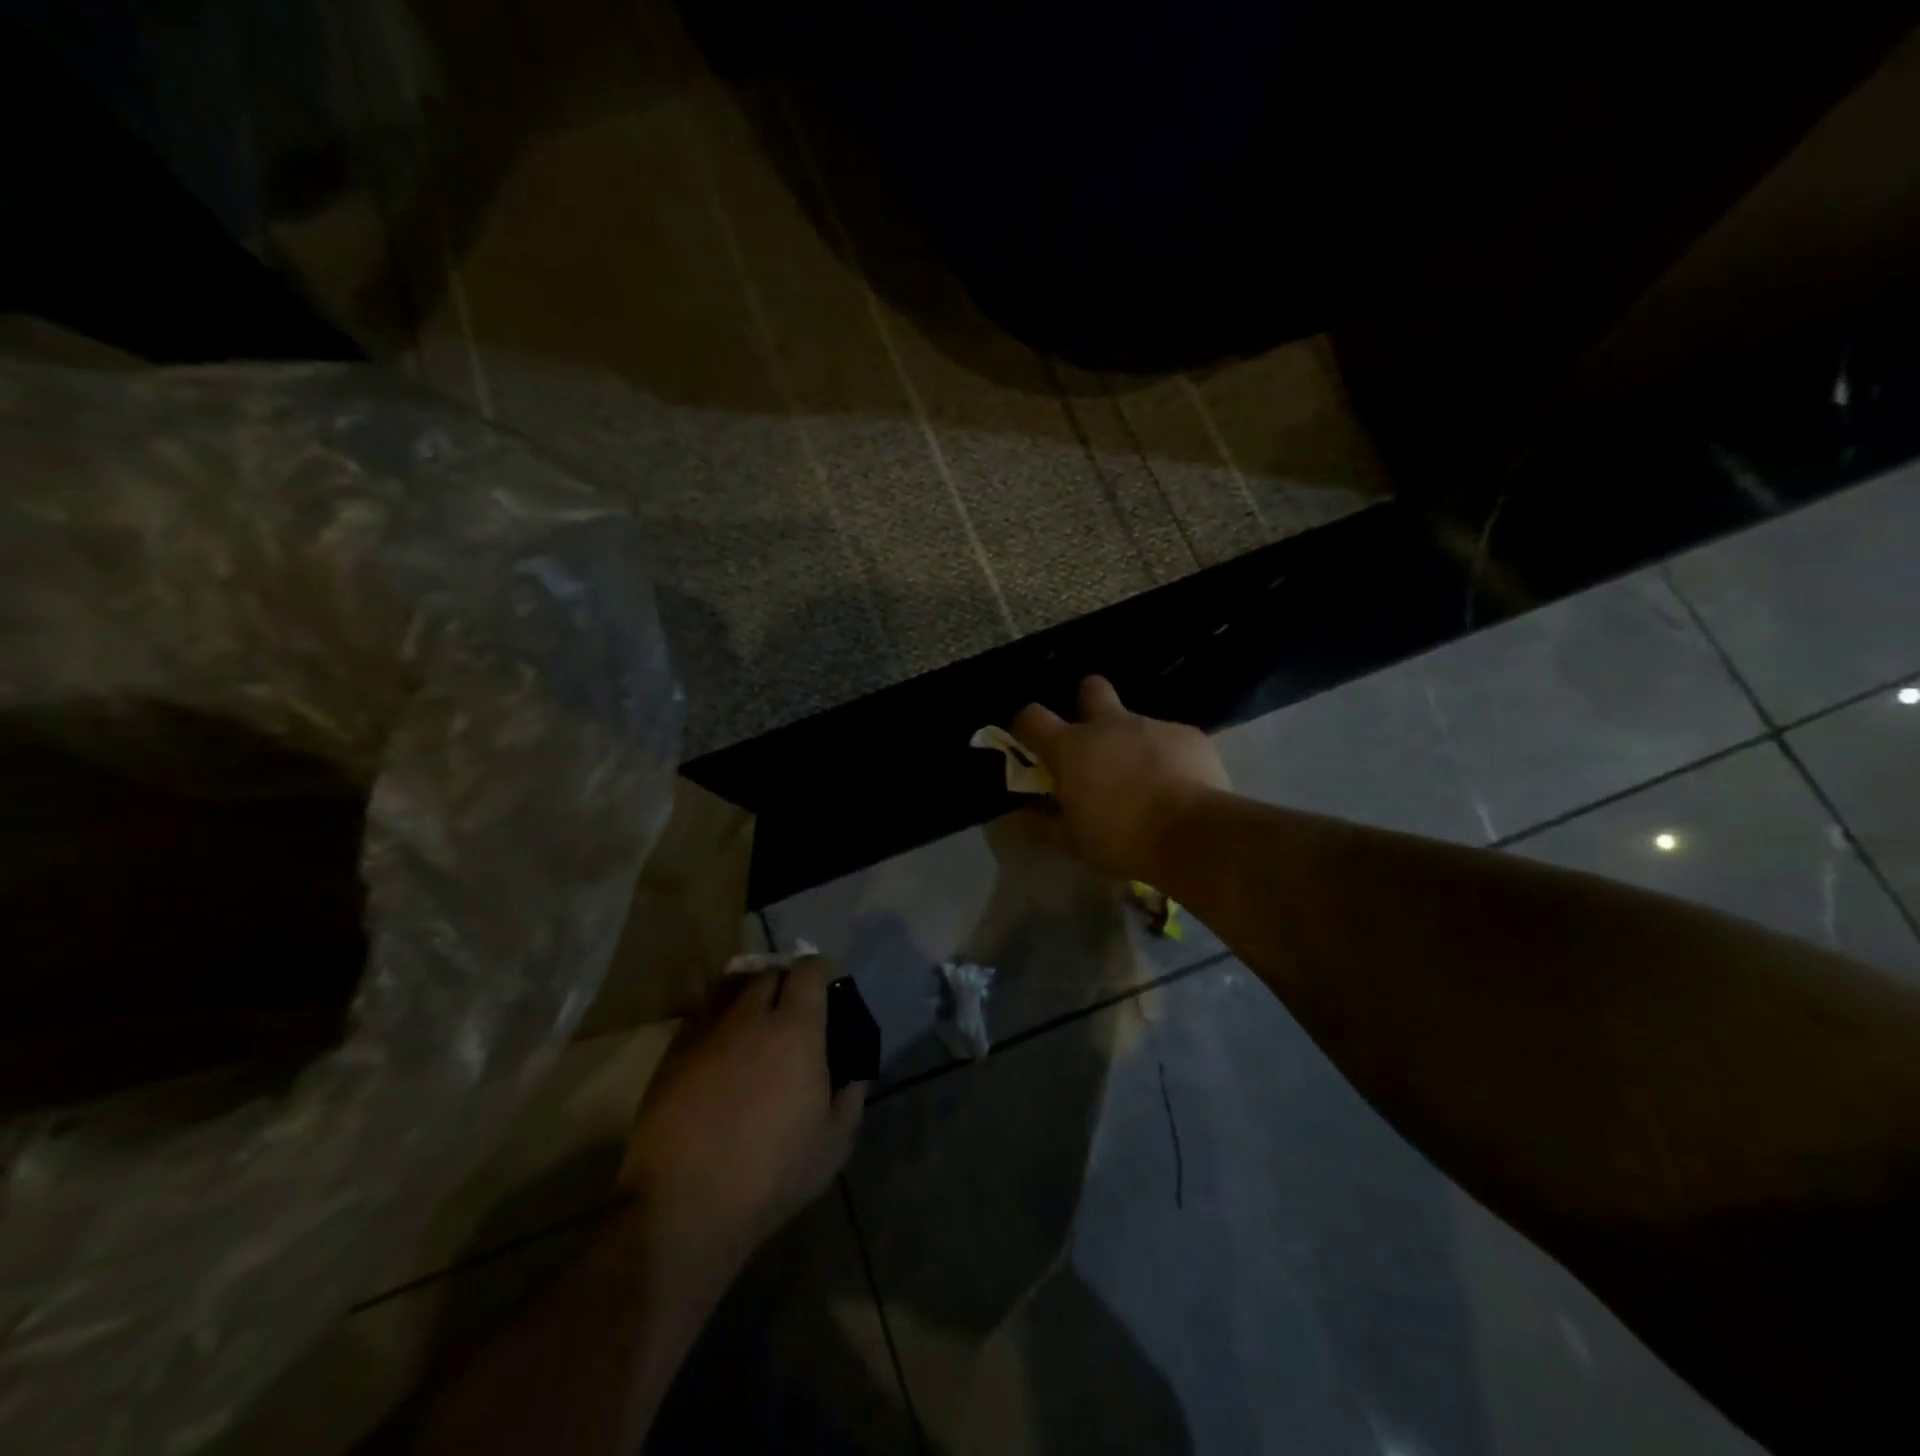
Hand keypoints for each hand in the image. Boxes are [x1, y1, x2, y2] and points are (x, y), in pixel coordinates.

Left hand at [620, 957, 866, 1275]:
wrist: (683, 1206)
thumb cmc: (770, 1176)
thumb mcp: (833, 1145)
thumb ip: (850, 1098)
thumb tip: (853, 1074)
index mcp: (796, 1029)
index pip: (808, 971)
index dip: (820, 972)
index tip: (826, 987)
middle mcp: (751, 1016)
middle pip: (768, 972)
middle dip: (784, 980)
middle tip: (790, 1007)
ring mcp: (707, 1031)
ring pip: (730, 986)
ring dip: (747, 991)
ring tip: (753, 1015)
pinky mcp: (673, 1052)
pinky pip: (701, 1014)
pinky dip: (717, 1016)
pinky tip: (721, 1044)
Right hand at [1013, 676, 1229, 881]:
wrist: (1193, 835)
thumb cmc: (1120, 838)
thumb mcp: (1072, 842)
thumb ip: (1040, 825)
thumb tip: (1018, 817)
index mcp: (1071, 747)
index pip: (1032, 717)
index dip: (1026, 725)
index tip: (1031, 743)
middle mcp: (1108, 724)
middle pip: (1091, 688)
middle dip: (1087, 702)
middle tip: (1093, 738)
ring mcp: (1151, 725)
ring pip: (1135, 720)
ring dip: (1131, 741)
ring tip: (1145, 779)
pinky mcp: (1188, 735)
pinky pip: (1171, 738)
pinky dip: (1168, 756)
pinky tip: (1178, 784)